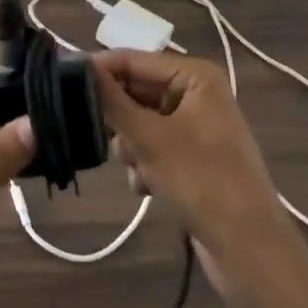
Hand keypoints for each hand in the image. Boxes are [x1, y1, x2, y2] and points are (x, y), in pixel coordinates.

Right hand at [92, 52, 290, 271]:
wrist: (248, 247)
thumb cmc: (200, 180)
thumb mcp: (149, 138)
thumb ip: (111, 101)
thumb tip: (78, 67)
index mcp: (194, 76)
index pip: (133, 60)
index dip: (98, 70)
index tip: (59, 83)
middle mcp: (197, 94)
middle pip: (136, 91)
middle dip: (118, 118)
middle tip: (98, 135)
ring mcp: (196, 127)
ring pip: (140, 122)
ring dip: (131, 146)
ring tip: (137, 169)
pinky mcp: (193, 157)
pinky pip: (153, 147)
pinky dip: (144, 164)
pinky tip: (146, 187)